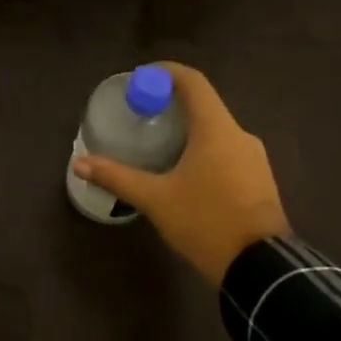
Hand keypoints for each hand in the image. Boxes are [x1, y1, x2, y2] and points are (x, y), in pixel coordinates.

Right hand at [71, 63, 289, 284]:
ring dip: (188, 130)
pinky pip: (227, 151)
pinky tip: (184, 171)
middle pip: (204, 106)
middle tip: (141, 115)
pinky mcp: (260, 180)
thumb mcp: (155, 199)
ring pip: (216, 131)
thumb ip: (117, 177)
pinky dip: (203, 150)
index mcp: (216, 130)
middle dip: (171, 105)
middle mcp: (239, 135)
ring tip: (157, 144)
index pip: (193, 82)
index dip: (166, 72)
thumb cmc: (205, 222)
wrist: (261, 268)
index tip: (141, 77)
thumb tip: (79, 162)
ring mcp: (254, 158)